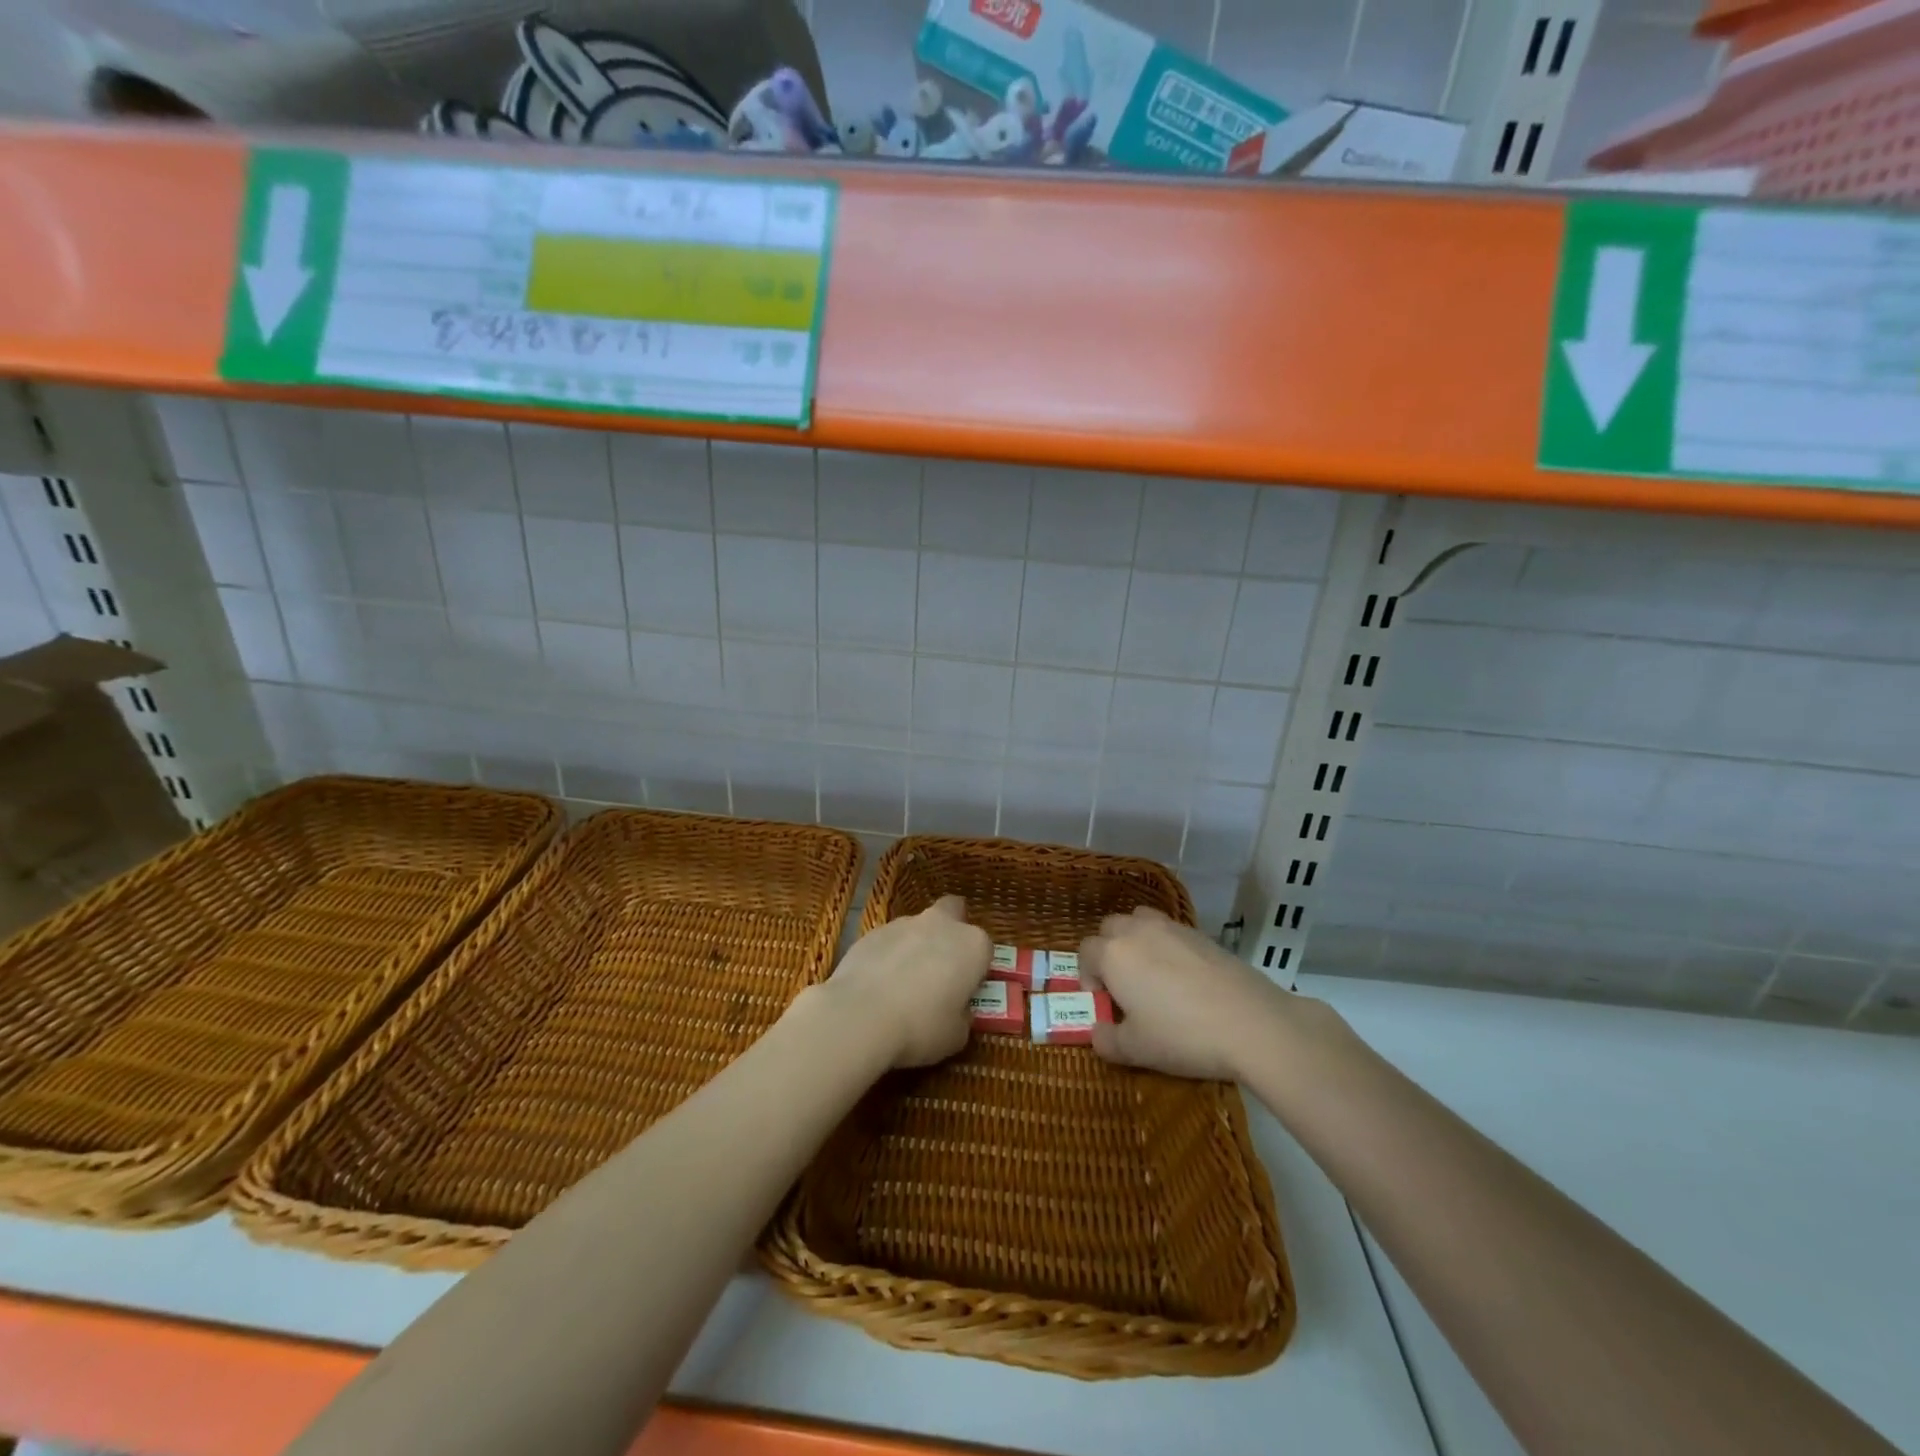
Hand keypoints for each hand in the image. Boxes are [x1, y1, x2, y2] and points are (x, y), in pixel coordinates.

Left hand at [819, 896, 990, 1068]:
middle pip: (952, 913)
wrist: (860, 1016)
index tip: (965, 990)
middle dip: (950, 931)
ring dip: (916, 946)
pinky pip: (888, 941)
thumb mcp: (956, 1035)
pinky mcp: (871, 931)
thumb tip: (958, 1010)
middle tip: (941, 966)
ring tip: (902, 983)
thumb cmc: (921, 1026)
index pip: (985, 949)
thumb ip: (963, 1015)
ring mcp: (903, 923)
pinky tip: (877, 984)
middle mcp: (941, 924)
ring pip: (918, 927)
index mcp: (972, 945)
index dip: (976, 969)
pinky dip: (888, 955)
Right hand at [1077, 906, 1303, 1081]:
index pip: (1085, 952)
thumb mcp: (1136, 1050)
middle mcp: (1138, 930)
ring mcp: (1172, 928)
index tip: (1103, 1002)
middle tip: (1123, 985)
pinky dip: (1167, 945)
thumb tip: (1097, 1033)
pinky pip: (1171, 930)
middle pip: (1110, 928)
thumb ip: (1107, 1040)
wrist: (1251, 1023)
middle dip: (1109, 951)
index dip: (1087, 976)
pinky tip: (1184, 977)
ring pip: (1140, 920)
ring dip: (1136, 940)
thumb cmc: (1182, 1035)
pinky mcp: (1202, 933)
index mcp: (1113, 954)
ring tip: (1151, 973)